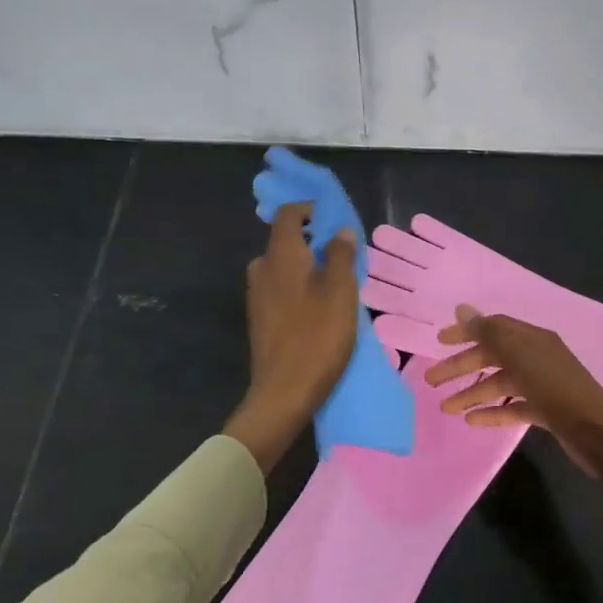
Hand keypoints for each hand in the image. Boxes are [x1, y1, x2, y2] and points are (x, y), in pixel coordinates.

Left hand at [225, 203, 358, 471]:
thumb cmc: (317, 338)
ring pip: (284, 267)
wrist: (283, 393)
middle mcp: (262, 269)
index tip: (335, 220)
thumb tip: (341, 231)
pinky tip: (320, 308)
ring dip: (308, 267)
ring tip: (338, 284)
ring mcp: (257, 295)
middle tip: (344, 256)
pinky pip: (281, 288)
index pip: (289, 214)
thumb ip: (341, 256)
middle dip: (314, 241)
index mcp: (280, 256)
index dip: (311, 210)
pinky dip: (300, 287)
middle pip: (286, 241)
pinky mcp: (260, 318)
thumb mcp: (340, 293)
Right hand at [424, 307, 602, 504]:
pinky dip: (492, 412)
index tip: (438, 342)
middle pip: (493, 356)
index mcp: (533, 339)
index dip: (466, 332)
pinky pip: (513, 407)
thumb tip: (462, 308)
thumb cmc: (556, 388)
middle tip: (431, 380)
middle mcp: (537, 357)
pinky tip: (472, 421)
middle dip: (461, 367)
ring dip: (472, 393)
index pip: (493, 327)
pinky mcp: (546, 411)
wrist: (597, 432)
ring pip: (500, 384)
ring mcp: (543, 385)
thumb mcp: (520, 355)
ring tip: (446, 408)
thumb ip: (489, 332)